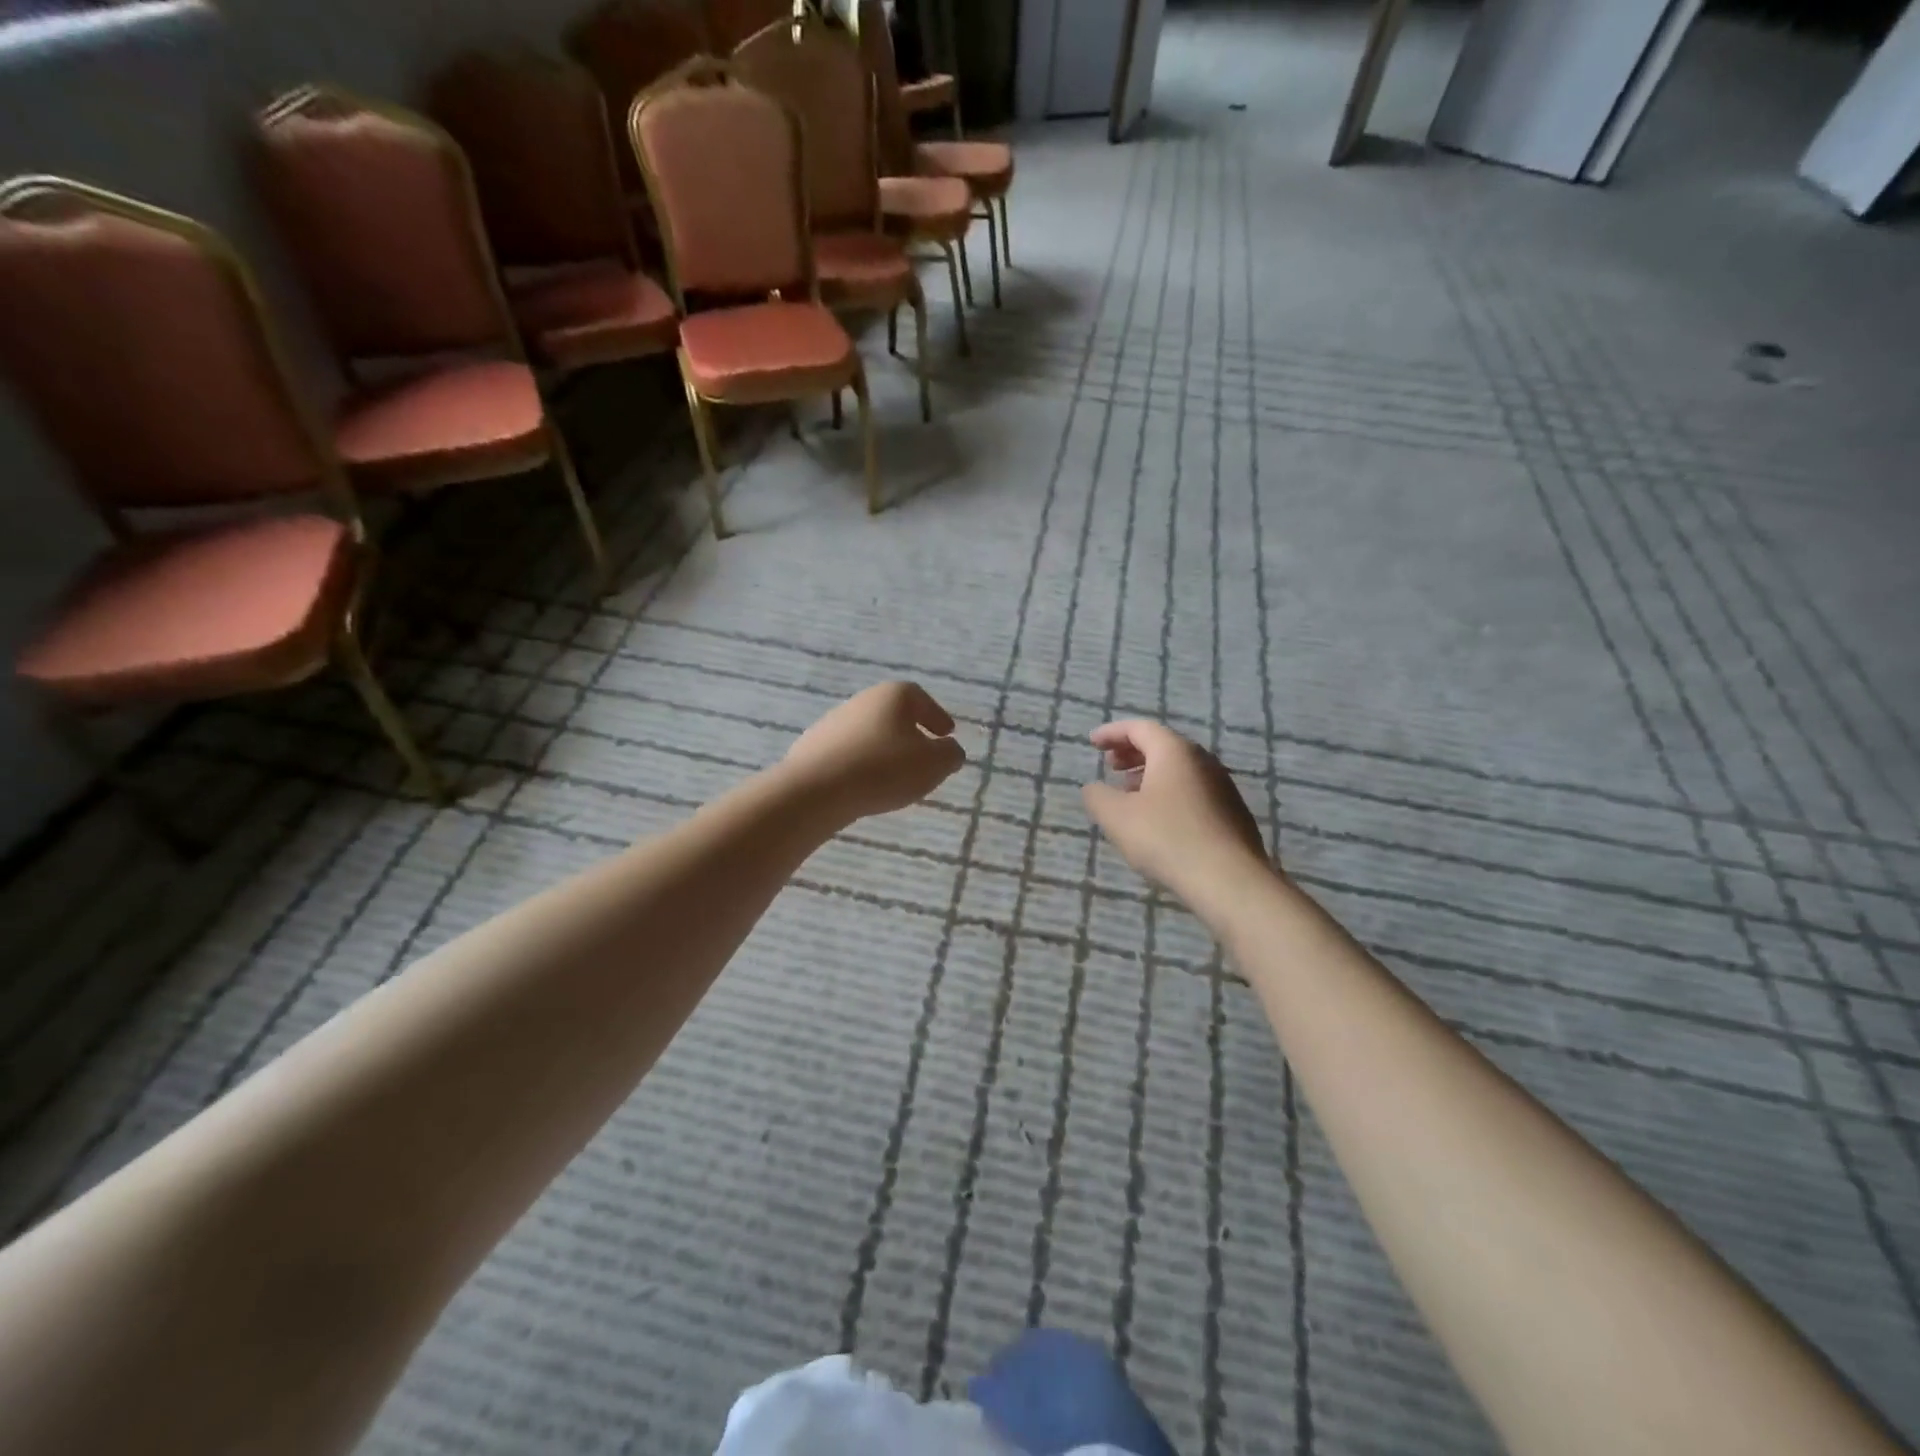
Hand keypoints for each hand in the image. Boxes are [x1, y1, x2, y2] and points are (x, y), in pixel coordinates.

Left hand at [784, 682, 966, 821]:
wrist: (816, 789)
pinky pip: (848, 753)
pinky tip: (866, 784)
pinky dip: (862, 763)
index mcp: (893, 695)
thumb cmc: (884, 769)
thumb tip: (950, 749)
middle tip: (924, 755)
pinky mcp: (813, 747)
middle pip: (893, 714)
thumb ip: (950, 754)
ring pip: (870, 733)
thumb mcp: (934, 764)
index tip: (947, 733)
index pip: (922, 699)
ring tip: (895, 776)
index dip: (937, 716)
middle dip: (911, 733)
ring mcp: (833, 722)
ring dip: (885, 749)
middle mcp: (862, 700)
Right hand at [1081, 719, 1269, 899]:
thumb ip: (1098, 796)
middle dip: (1132, 752)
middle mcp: (1203, 760)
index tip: (1093, 742)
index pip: (1140, 728)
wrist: (1229, 880)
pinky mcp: (1232, 813)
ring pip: (1180, 769)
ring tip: (1129, 793)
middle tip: (1110, 765)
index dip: (1112, 733)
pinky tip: (1159, 819)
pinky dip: (1169, 793)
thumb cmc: (1167, 838)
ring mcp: (1222, 786)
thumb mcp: (1117, 817)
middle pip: (1163, 745)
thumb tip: (1093, 788)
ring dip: (1150, 774)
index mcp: (1174, 752)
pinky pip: (1193, 790)